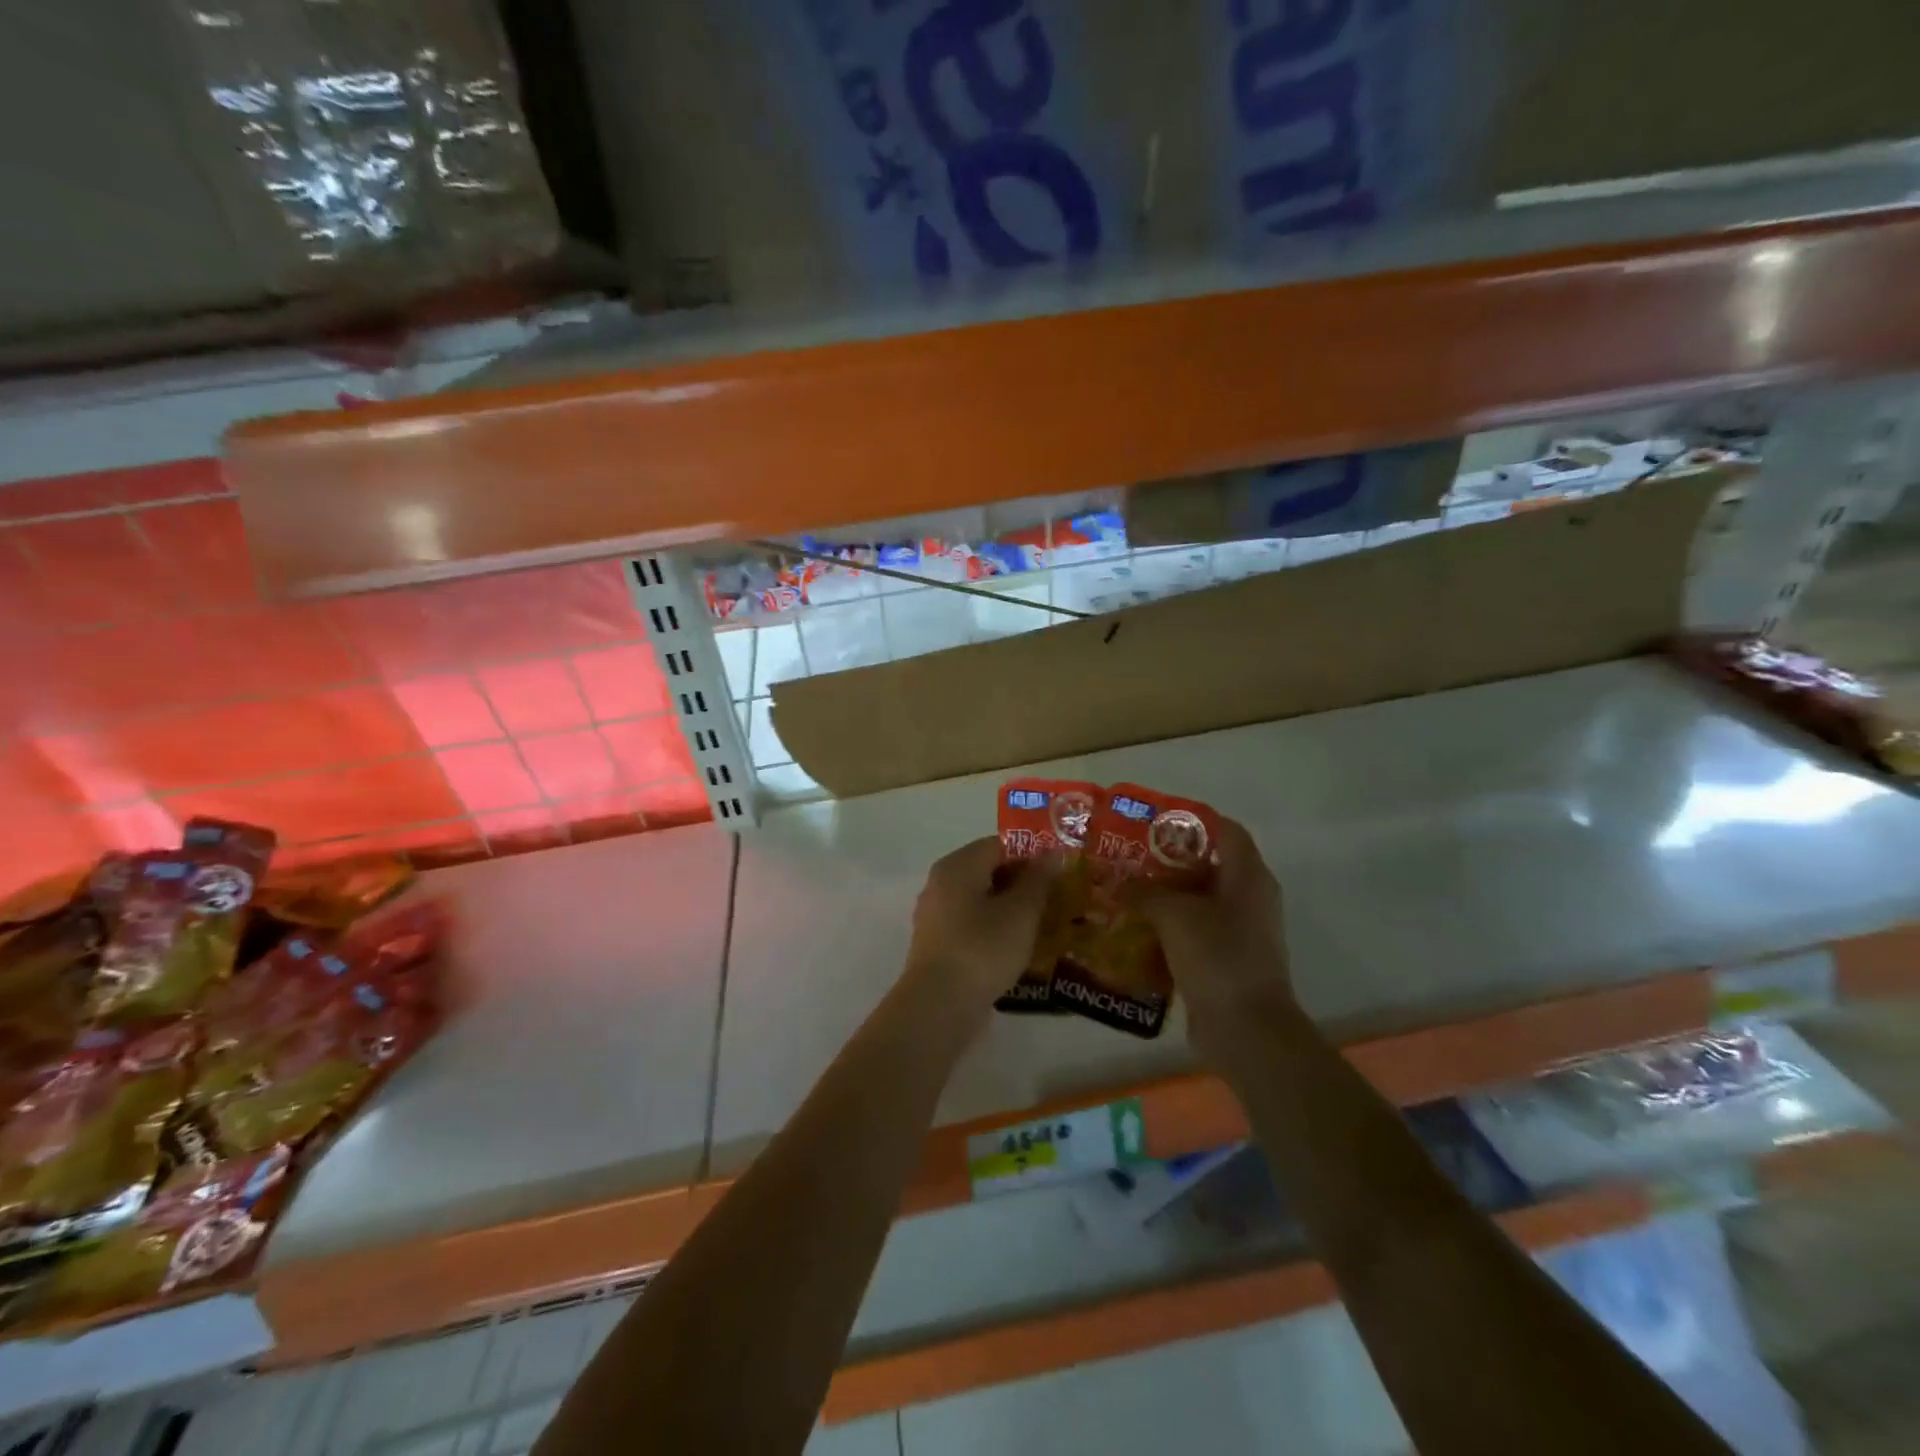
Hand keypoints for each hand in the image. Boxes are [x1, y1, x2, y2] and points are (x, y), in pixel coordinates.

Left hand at [902, 837, 1056, 1020]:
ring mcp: (935, 914)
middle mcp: (941, 883)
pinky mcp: (937, 944)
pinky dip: (994, 929)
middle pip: (988, 871)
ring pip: (980, 900)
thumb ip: (1038, 879)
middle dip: (1022, 883)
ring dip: (1010, 908)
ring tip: (1042, 924)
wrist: (939, 1005)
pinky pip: (972, 925)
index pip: (999, 845)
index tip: (1059, 873)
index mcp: (958, 865)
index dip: (1032, 855)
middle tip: (1056, 899)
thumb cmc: (983, 948)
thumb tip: (1051, 852)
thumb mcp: (1021, 912)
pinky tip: (1017, 947)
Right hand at [1125, 817, 1293, 1039]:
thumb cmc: (1218, 957)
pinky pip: (1192, 931)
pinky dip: (1166, 926)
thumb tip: (1116, 883)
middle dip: (1167, 859)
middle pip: (1206, 864)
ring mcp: (1238, 931)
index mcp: (1249, 877)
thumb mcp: (1175, 915)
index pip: (1226, 830)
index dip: (1193, 820)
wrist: (1246, 1030)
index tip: (1154, 820)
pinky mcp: (1223, 959)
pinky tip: (1133, 927)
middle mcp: (1248, 898)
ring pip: (1196, 900)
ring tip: (1122, 889)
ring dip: (1162, 895)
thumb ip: (1144, 892)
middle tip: (1127, 855)